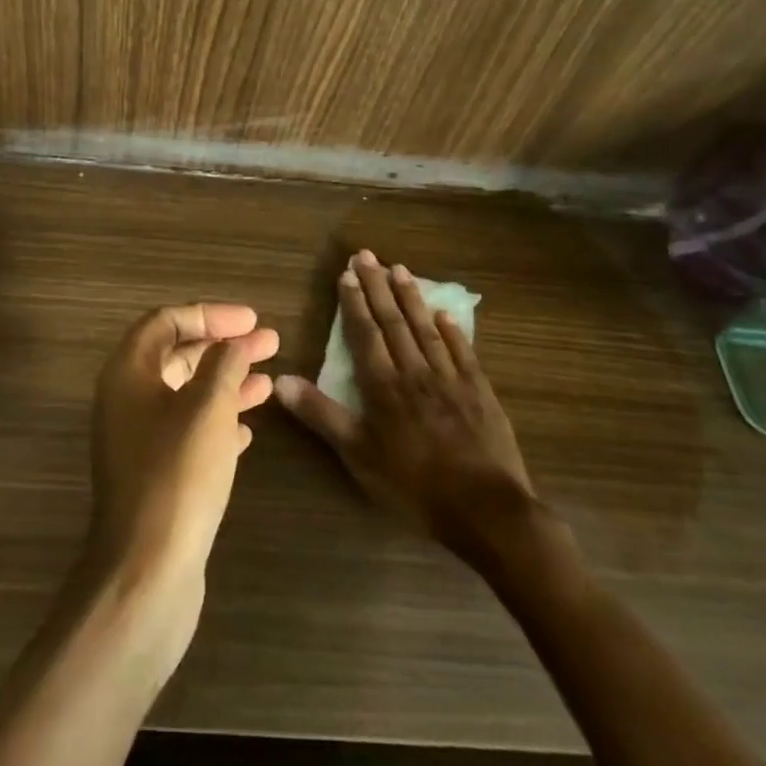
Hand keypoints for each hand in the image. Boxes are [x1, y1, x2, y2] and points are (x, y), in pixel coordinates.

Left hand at [82, 303, 278, 667]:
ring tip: (270, 381)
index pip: (166, 322)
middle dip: (224, 347)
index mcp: (128, 373)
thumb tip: (233, 343)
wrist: (146, 572)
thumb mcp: (208, 409)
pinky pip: (188, 432)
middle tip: (270, 343)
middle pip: (177, 356)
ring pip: (186, 395)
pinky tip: (247, 430)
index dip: (210, 314)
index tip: (251, 320)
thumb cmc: (177, 475)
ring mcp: (137, 440)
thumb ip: (223, 366)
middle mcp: (126, 400)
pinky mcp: (154, 475)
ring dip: (226, 384)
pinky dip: (217, 422)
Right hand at [275, 250, 540, 562]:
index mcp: (384, 385)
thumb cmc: (413, 484)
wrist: (485, 509)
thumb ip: (321, 414)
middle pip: (394, 321)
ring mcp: (451, 379)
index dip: (354, 302)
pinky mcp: (480, 392)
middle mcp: (415, 371)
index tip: (347, 273)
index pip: (365, 333)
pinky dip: (453, 331)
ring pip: (427, 329)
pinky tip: (444, 314)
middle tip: (368, 255)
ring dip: (411, 298)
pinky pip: (463, 352)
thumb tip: (280, 380)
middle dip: (378, 287)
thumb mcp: (357, 454)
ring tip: (400, 269)